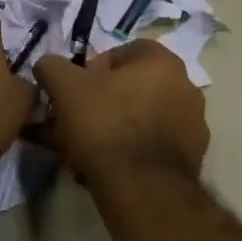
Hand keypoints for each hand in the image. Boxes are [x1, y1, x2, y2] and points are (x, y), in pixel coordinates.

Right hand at [33, 40, 209, 185]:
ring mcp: (193, 124)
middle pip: (132, 87)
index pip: (122, 52)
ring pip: (141, 118)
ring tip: (85, 150)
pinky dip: (130, 150)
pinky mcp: (192, 157)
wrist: (141, 188)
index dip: (92, 69)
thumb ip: (52, 66)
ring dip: (114, 127)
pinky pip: (152, 144)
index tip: (75, 91)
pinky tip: (106, 167)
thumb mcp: (64, 86)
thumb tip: (48, 66)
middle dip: (101, 101)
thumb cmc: (105, 124)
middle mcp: (186, 87)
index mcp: (163, 62)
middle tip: (76, 121)